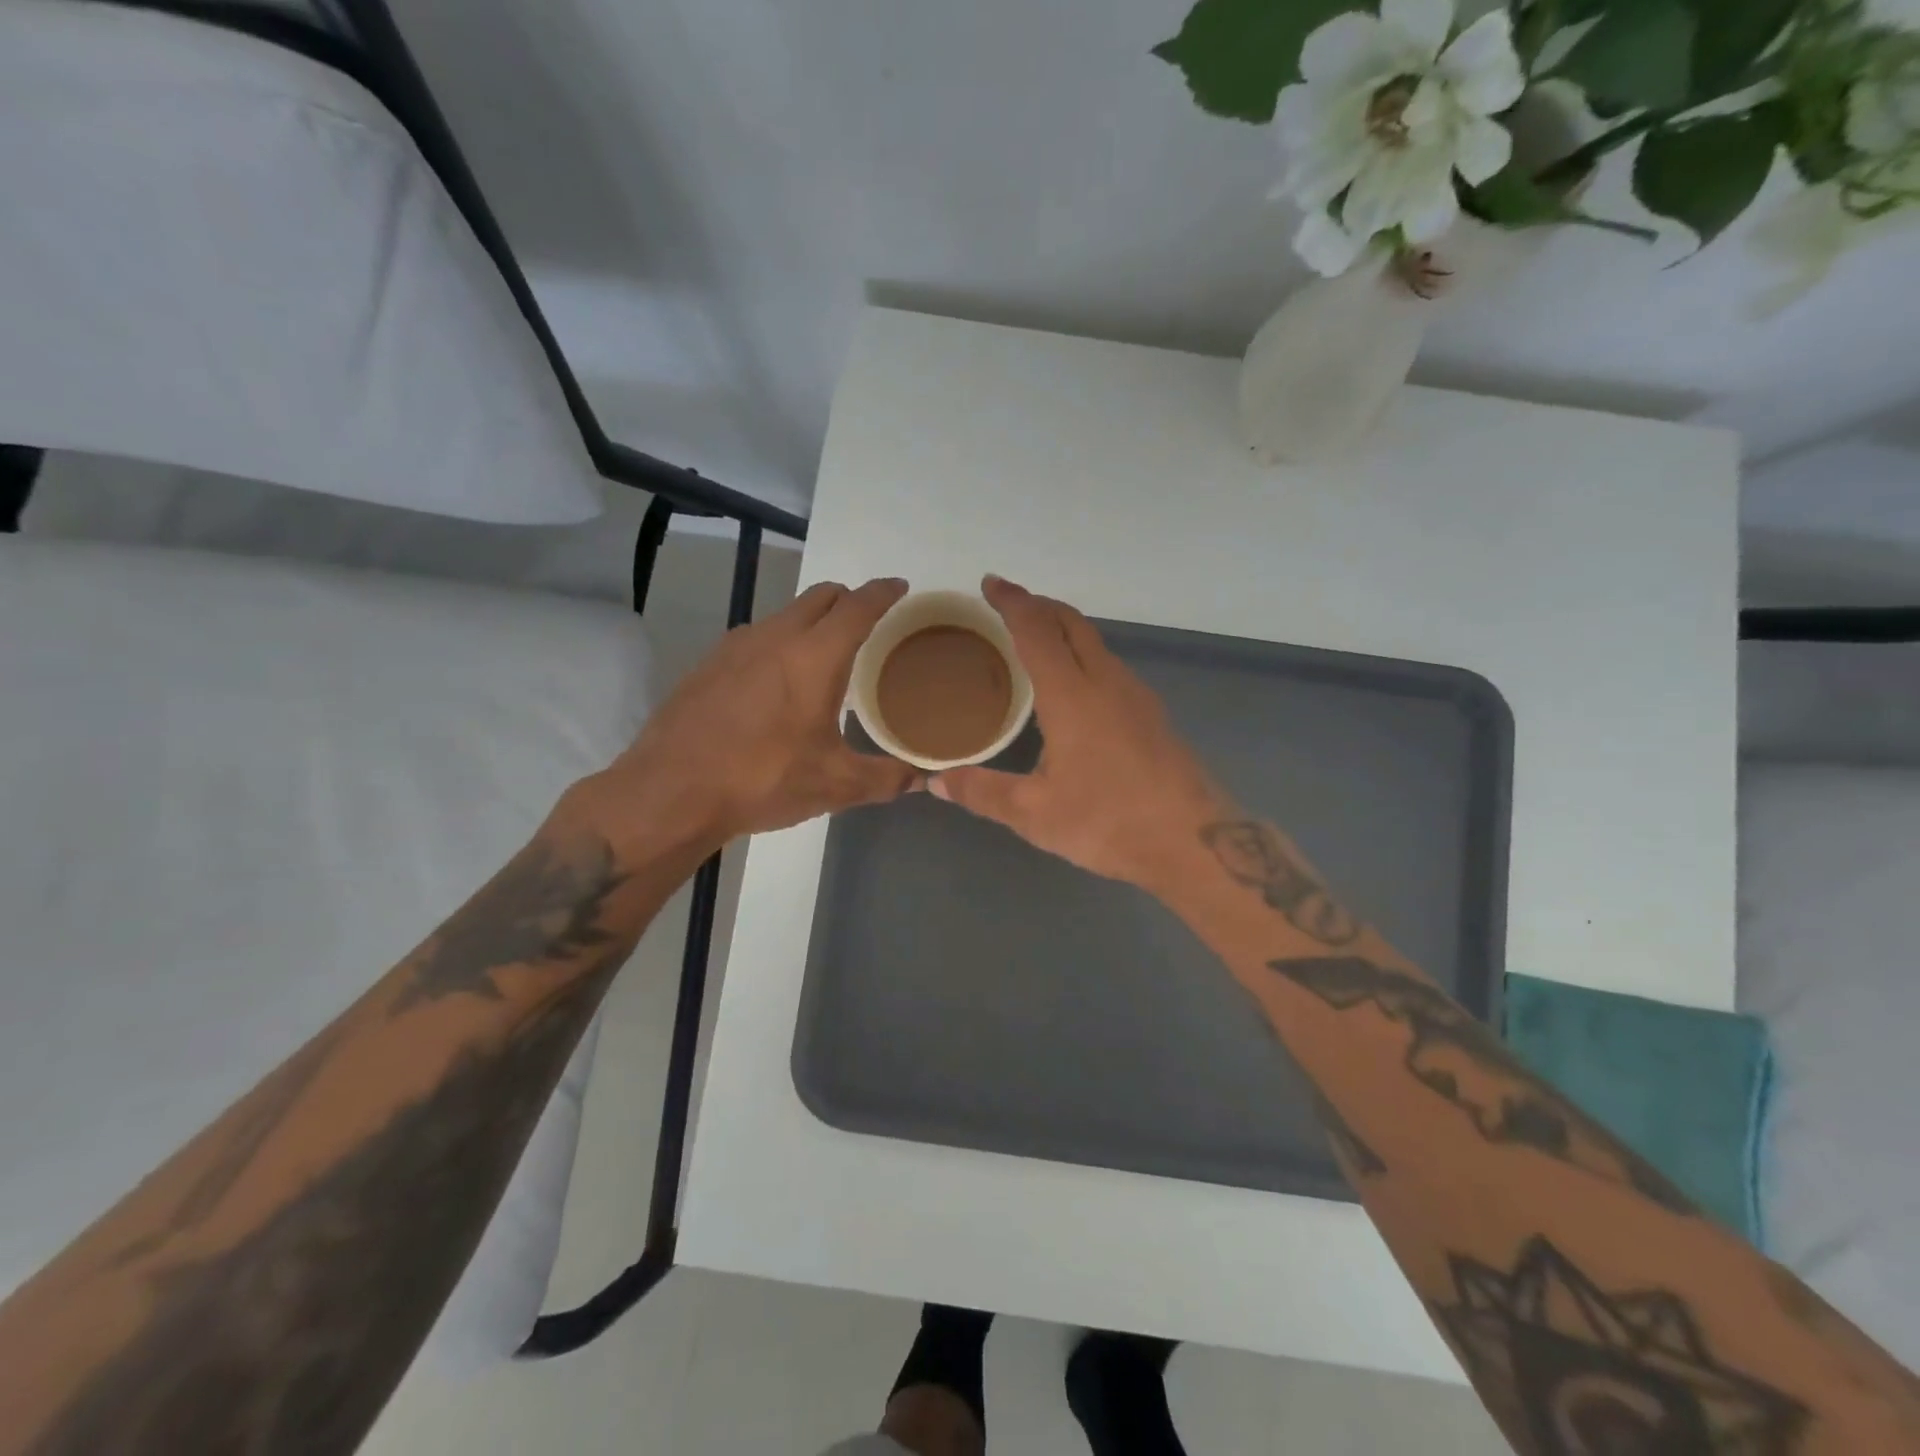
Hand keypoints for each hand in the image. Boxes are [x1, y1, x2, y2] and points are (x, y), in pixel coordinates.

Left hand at [582, 578, 919, 857]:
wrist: (670, 792)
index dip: (883, 592)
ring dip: (811, 622)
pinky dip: (778, 644)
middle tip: (867, 623)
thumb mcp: (835, 785)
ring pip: (785, 614)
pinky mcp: (708, 663)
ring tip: (823, 657)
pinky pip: (756, 637)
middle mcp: (776, 636)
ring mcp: (736, 646)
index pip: (858, 605)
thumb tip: (923, 778)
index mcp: (815, 656)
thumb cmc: (762, 780)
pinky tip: (776, 684)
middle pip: (821, 596)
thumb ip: (886, 778)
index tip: (899, 588)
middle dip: (848, 600)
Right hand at [930, 576, 1231, 893]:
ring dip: (1064, 630)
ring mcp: (1136, 696)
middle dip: (1039, 605)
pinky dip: (1082, 655)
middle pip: (1072, 623)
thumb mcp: (1034, 814)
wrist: (1194, 842)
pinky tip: (1073, 688)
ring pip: (1096, 643)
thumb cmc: (1108, 822)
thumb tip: (936, 781)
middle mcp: (1106, 682)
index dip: (1012, 602)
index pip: (1036, 631)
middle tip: (1008, 605)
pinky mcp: (1153, 715)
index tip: (991, 584)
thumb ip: (982, 792)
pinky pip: (1109, 666)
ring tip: (1035, 642)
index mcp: (1072, 695)